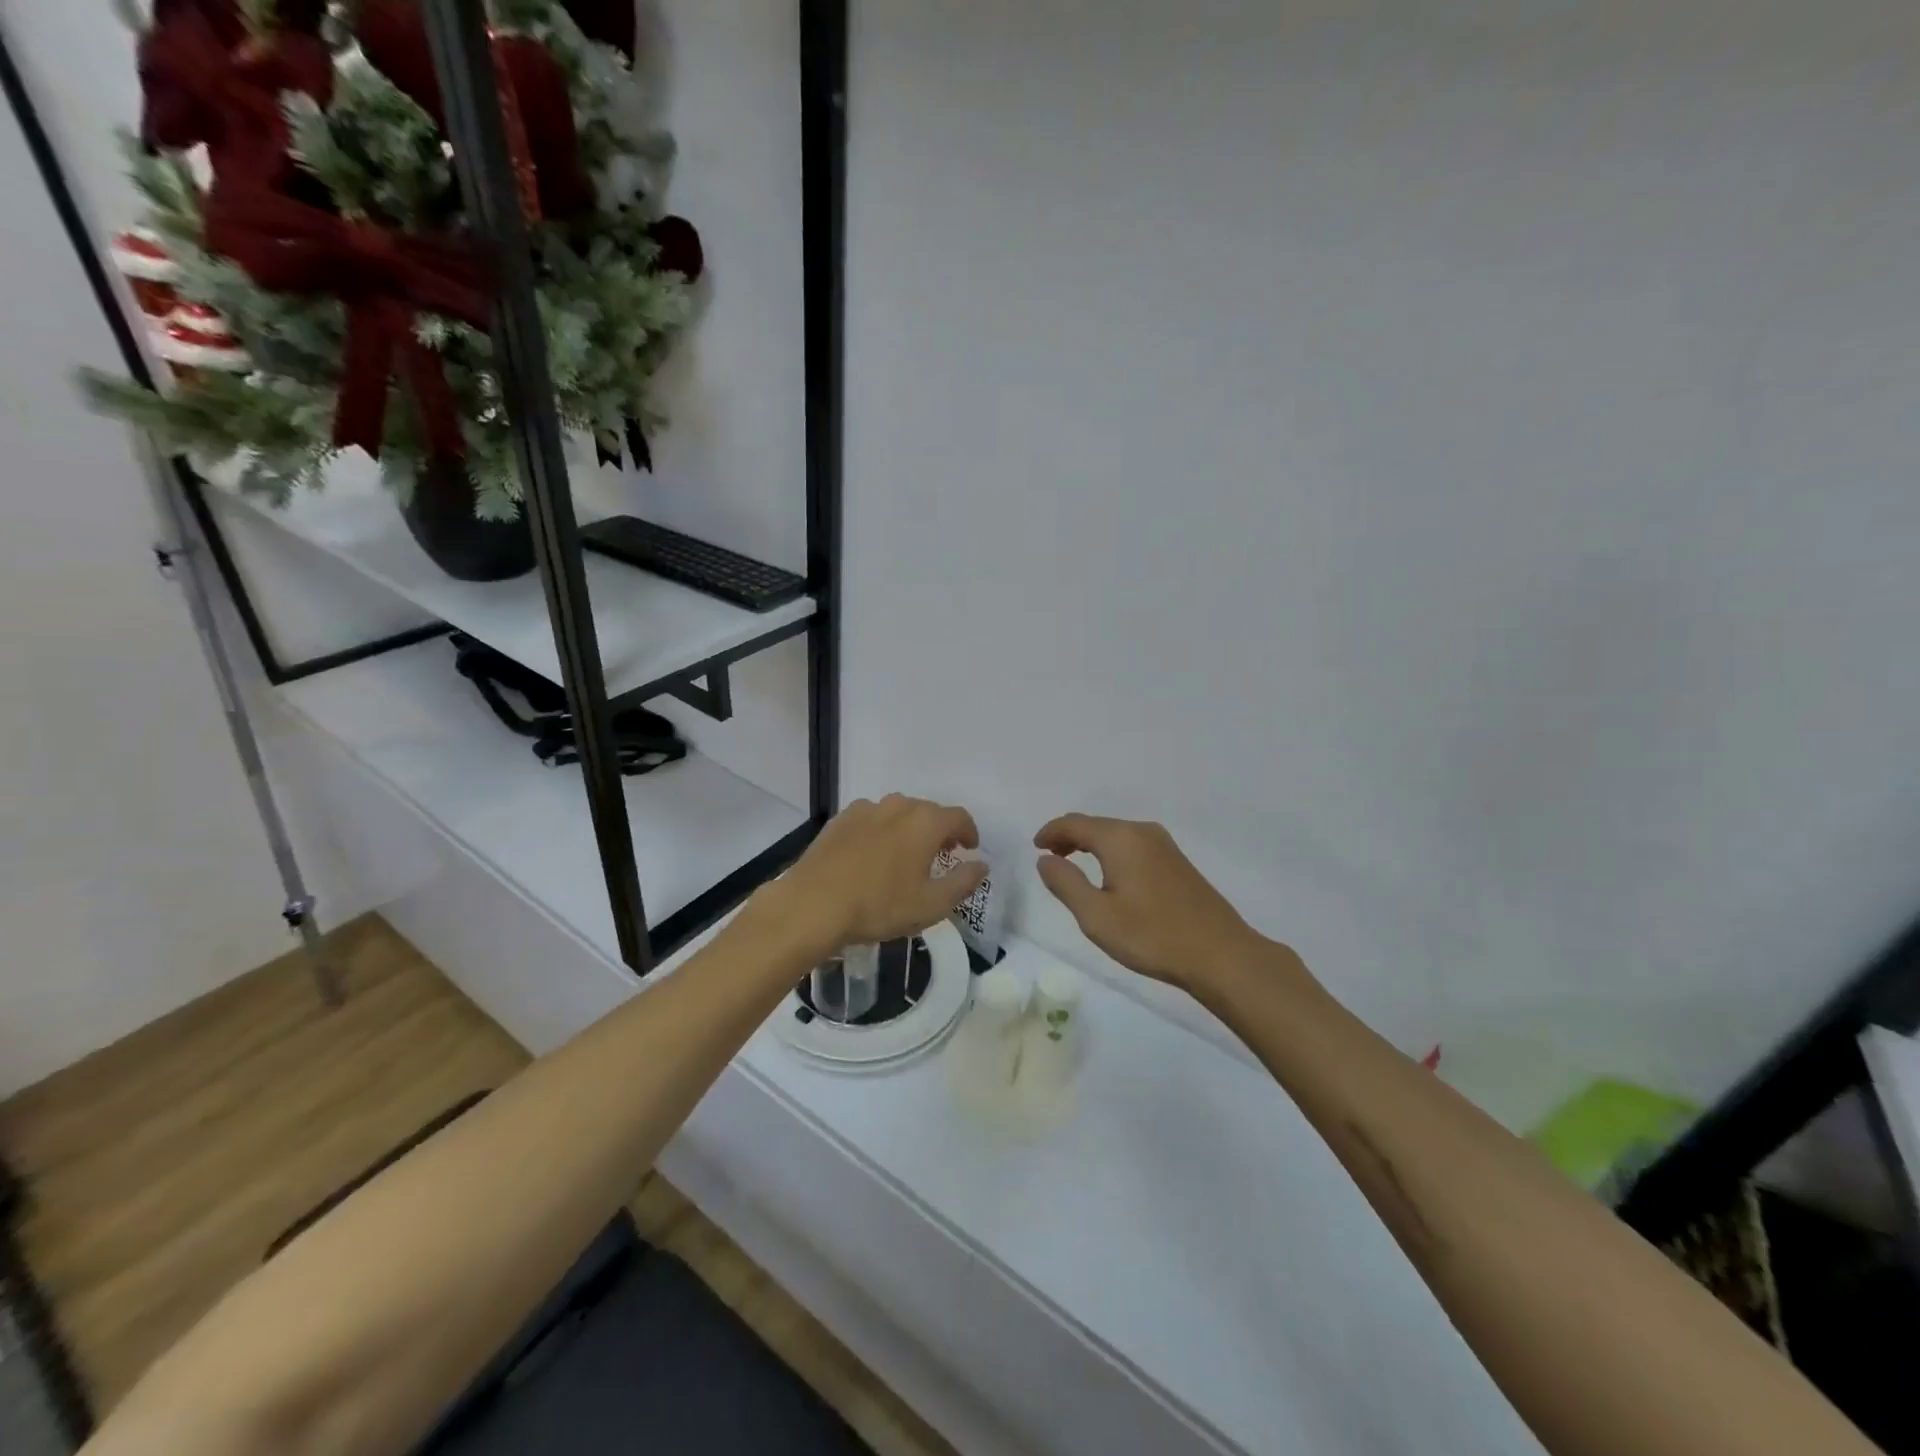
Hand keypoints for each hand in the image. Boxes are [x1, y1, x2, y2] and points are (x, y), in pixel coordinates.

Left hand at [772, 795, 987, 956]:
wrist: (813, 905)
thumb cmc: (879, 906)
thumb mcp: (931, 904)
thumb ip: (963, 882)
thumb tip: (981, 865)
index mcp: (926, 822)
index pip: (959, 817)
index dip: (969, 832)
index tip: (969, 850)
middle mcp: (898, 806)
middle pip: (928, 812)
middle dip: (939, 831)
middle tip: (940, 857)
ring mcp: (866, 809)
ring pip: (898, 813)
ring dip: (909, 829)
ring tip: (905, 856)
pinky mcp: (840, 819)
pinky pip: (871, 819)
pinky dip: (881, 831)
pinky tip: (872, 856)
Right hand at [1034, 813, 1268, 990]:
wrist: (1221, 955)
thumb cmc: (1152, 936)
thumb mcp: (1096, 916)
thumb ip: (1065, 883)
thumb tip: (1045, 860)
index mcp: (1120, 839)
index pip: (1074, 823)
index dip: (1051, 832)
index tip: (1035, 848)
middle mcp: (1142, 832)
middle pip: (1096, 825)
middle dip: (1069, 838)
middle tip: (1050, 859)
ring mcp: (1165, 845)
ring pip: (1116, 835)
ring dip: (1091, 846)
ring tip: (1074, 867)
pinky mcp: (1178, 862)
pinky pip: (1134, 846)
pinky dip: (1112, 853)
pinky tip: (1110, 877)